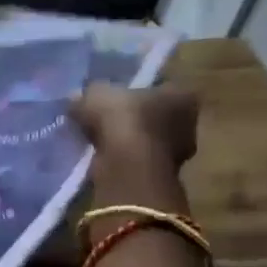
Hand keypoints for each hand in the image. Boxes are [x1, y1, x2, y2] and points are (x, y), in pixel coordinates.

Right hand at [72, 84, 198, 210]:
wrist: (128, 167)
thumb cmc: (123, 120)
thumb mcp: (96, 94)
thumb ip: (89, 93)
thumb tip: (78, 98)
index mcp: (182, 94)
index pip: (160, 88)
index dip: (136, 92)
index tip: (115, 99)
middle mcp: (189, 123)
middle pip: (156, 117)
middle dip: (134, 120)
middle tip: (106, 122)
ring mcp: (178, 154)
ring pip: (148, 143)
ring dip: (128, 144)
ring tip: (100, 144)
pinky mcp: (162, 178)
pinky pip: (139, 164)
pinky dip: (124, 163)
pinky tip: (104, 161)